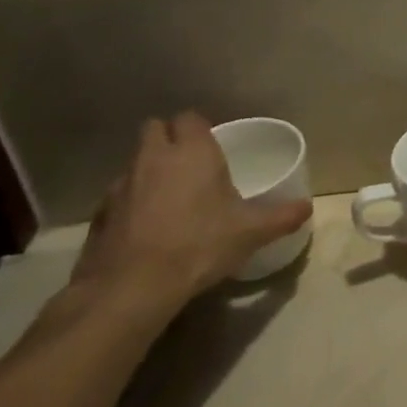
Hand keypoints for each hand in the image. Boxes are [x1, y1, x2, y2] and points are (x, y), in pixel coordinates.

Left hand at [70, 113, 312, 318]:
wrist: (130, 289)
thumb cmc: (199, 245)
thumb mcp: (252, 232)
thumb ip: (282, 216)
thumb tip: (307, 207)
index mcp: (193, 153)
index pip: (190, 118)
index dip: (200, 127)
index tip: (213, 144)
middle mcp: (154, 159)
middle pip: (154, 129)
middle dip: (169, 138)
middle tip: (190, 161)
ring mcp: (120, 185)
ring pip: (134, 162)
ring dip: (149, 170)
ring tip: (169, 196)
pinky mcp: (98, 214)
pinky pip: (118, 195)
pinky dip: (131, 202)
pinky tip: (146, 226)